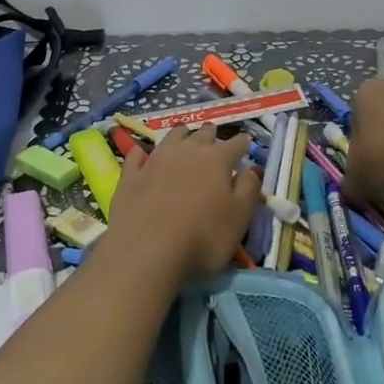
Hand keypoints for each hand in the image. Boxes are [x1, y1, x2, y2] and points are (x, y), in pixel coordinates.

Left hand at [106, 125, 261, 283]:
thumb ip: (248, 189)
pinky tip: (142, 154)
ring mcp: (155, 160)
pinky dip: (143, 153)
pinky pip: (137, 156)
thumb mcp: (238, 218)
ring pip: (171, 137)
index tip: (246, 141)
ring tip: (184, 133)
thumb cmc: (203, 237)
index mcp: (217, 160)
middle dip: (210, 133)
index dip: (242, 143)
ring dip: (180, 134)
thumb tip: (252, 168)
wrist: (146, 250)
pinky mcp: (130, 175)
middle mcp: (186, 152)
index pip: (235, 144)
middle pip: (202, 135)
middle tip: (213, 133)